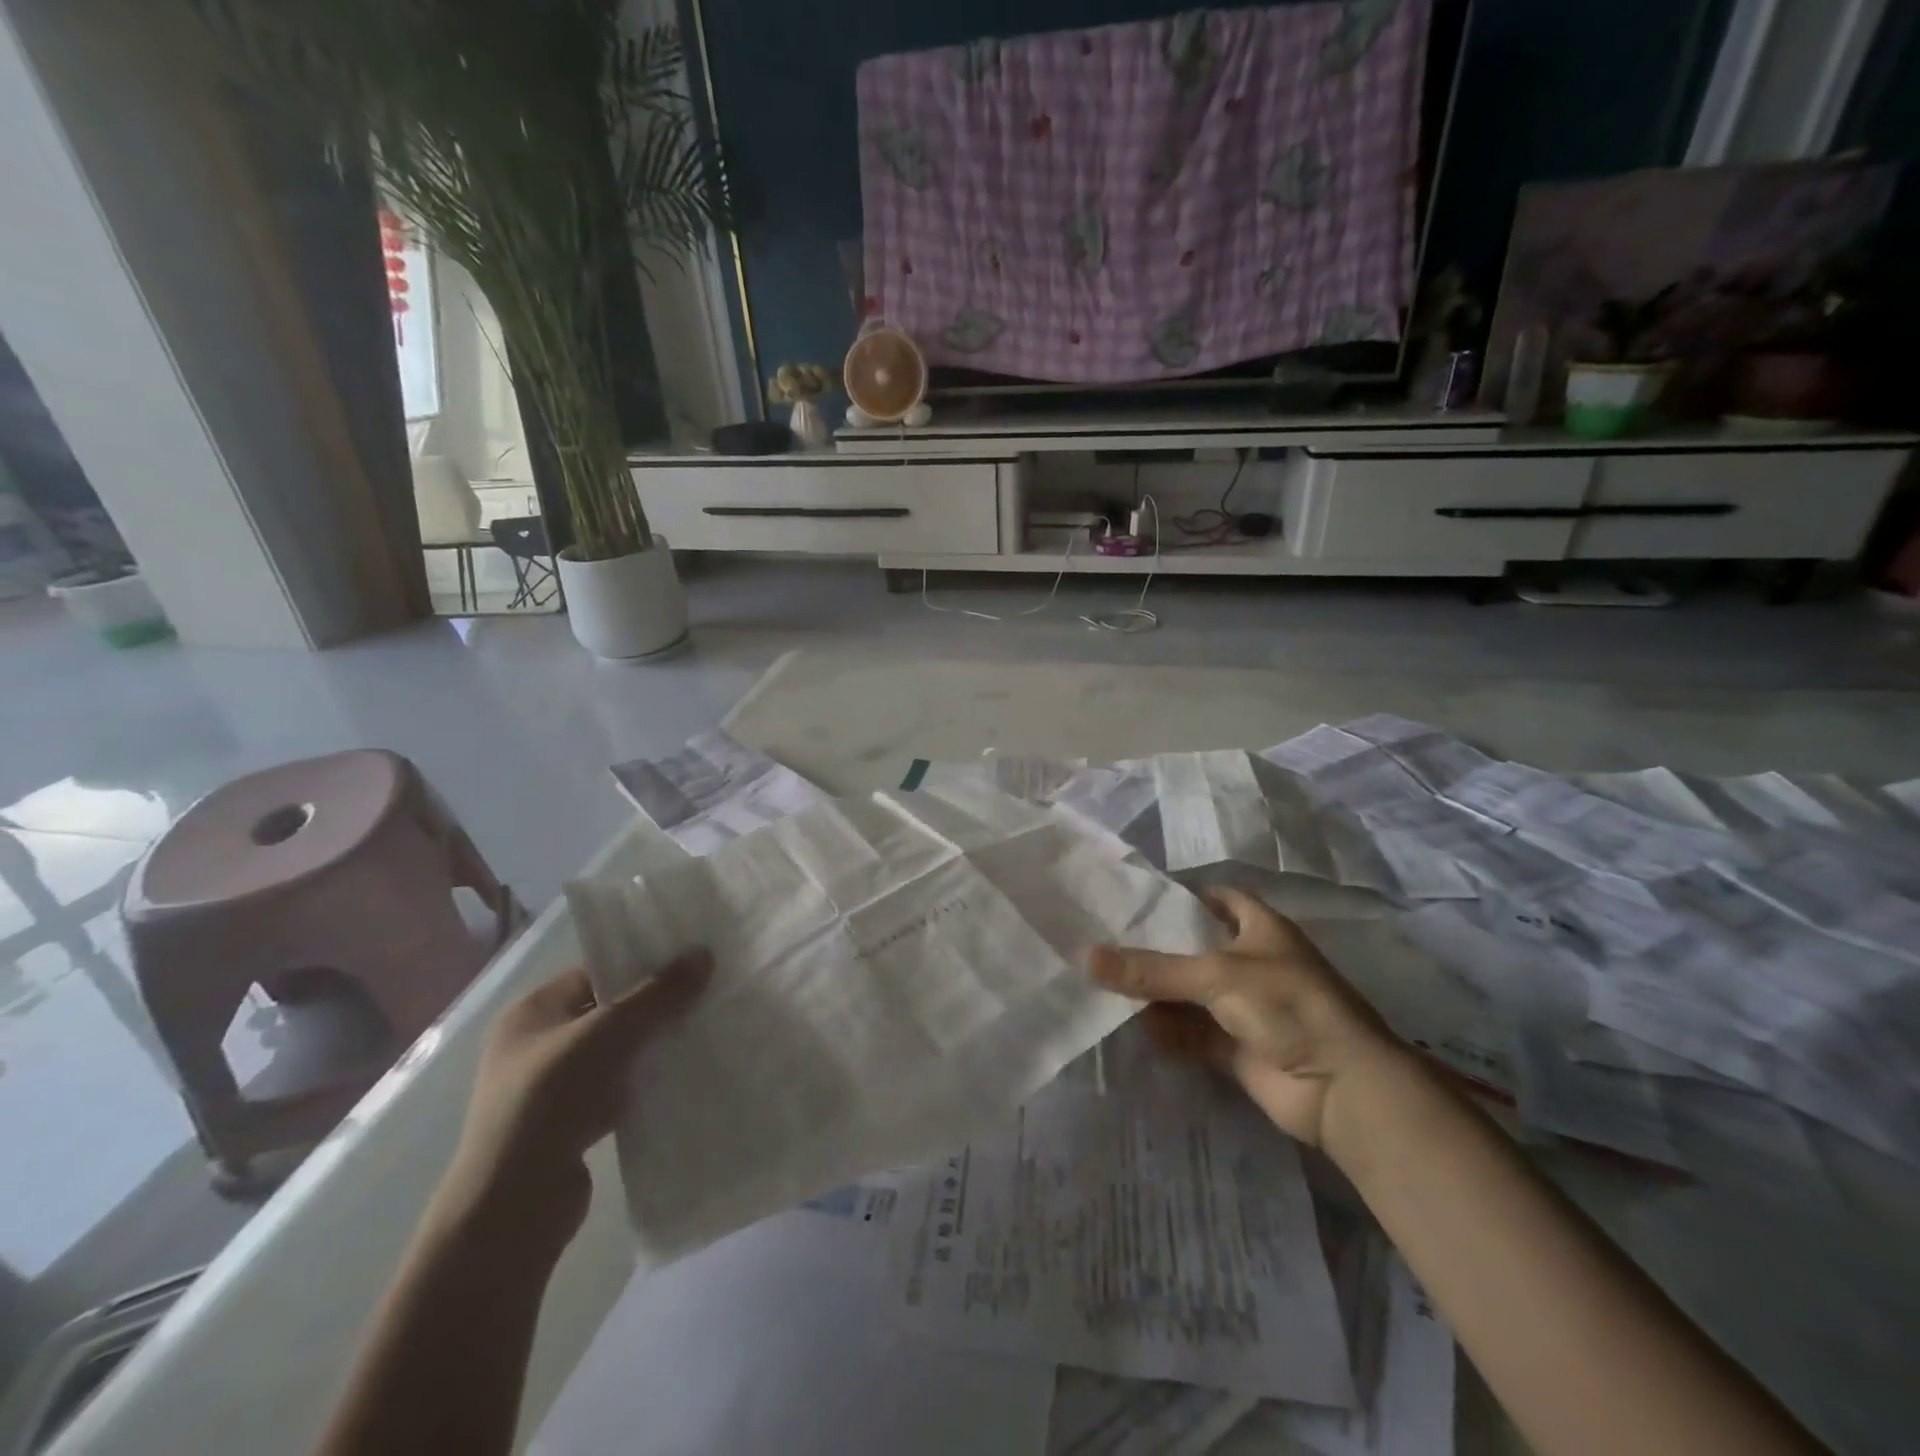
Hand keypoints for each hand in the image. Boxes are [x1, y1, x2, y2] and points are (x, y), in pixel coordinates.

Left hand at [437, 953, 709, 1255]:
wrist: (513, 1205)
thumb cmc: (550, 1099)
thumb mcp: (609, 1033)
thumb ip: (658, 994)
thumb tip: (705, 954)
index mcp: (531, 1012)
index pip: (594, 973)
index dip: (640, 965)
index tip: (688, 962)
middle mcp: (536, 1044)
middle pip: (608, 1011)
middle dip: (653, 1006)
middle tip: (704, 994)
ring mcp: (550, 1087)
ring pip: (615, 1052)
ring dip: (651, 1047)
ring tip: (701, 1032)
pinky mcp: (569, 1123)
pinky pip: (616, 1088)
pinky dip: (643, 1083)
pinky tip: (680, 1077)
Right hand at [1088, 888, 1401, 1147]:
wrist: (1340, 1087)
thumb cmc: (1286, 1004)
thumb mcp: (1215, 974)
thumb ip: (1151, 969)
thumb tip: (1086, 957)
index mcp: (1260, 928)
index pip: (1217, 899)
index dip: (1181, 897)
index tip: (1134, 900)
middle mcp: (1251, 963)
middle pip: (1194, 949)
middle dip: (1155, 950)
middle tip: (1102, 942)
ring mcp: (1245, 1008)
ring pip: (1189, 994)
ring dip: (1155, 994)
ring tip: (1101, 984)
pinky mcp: (1236, 1048)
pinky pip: (1191, 1033)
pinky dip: (1165, 1032)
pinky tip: (1129, 1027)